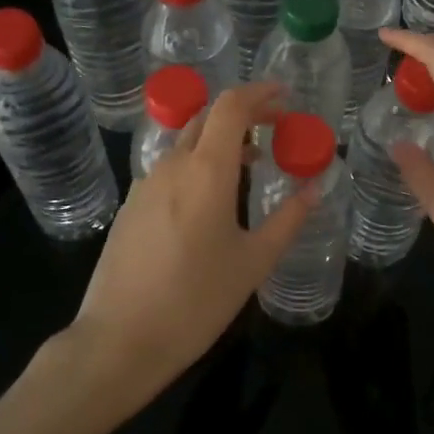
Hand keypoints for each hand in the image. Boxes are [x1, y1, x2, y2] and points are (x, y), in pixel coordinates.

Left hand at [63, 82, 312, 423]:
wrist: (119, 340)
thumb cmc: (196, 302)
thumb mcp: (253, 262)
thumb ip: (287, 219)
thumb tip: (315, 188)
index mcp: (206, 170)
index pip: (231, 106)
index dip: (259, 93)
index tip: (285, 96)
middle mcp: (172, 165)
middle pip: (207, 117)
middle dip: (244, 113)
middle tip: (275, 128)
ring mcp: (145, 184)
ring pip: (187, 143)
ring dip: (220, 141)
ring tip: (252, 164)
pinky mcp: (131, 206)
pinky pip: (170, 168)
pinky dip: (198, 164)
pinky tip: (212, 199)